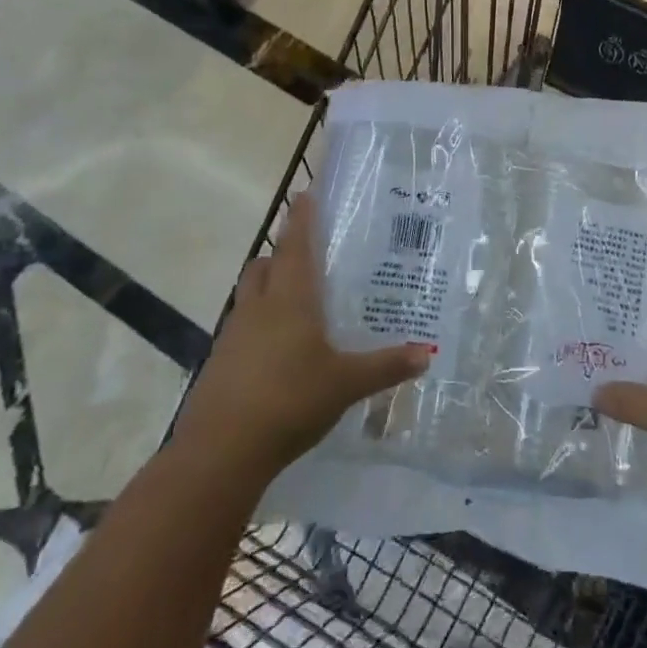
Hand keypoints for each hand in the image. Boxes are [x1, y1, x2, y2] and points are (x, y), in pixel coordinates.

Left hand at [174, 193, 429, 473]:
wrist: (220, 452)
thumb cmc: (289, 400)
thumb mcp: (346, 384)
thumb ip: (386, 366)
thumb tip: (427, 353)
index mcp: (290, 299)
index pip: (296, 246)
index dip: (301, 219)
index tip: (305, 195)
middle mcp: (259, 307)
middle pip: (264, 265)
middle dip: (281, 254)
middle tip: (307, 257)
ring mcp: (233, 336)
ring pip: (249, 296)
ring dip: (267, 288)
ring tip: (296, 303)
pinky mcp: (220, 363)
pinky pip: (241, 328)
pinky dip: (258, 325)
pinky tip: (278, 351)